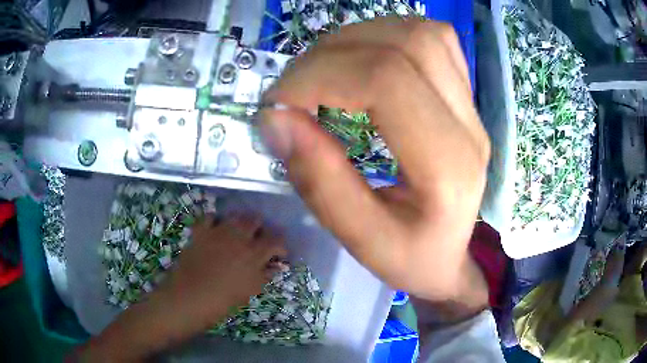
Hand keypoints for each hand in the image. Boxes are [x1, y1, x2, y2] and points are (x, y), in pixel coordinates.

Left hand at [159, 215, 287, 329]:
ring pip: (235, 215)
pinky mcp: (201, 231)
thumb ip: (265, 275)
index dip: (280, 244)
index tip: (278, 253)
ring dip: (241, 222)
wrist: (191, 297)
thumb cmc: (225, 299)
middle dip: (260, 228)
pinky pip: (210, 217)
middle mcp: (239, 237)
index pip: (275, 239)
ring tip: (239, 233)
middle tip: (257, 241)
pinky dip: (215, 221)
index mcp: (254, 253)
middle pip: (256, 220)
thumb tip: (275, 266)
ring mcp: (218, 231)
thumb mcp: (250, 290)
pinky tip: (216, 230)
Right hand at [260, 17, 489, 302]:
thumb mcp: (361, 241)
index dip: (318, 77)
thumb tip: (275, 119)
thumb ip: (319, 181)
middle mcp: (469, 124)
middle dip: (330, 55)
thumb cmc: (412, 261)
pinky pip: (433, 39)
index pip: (386, 80)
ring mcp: (471, 106)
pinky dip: (388, 37)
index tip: (275, 105)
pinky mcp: (465, 96)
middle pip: (404, 45)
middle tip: (293, 90)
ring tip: (323, 73)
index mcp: (448, 166)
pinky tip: (363, 61)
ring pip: (420, 33)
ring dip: (357, 40)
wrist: (451, 259)